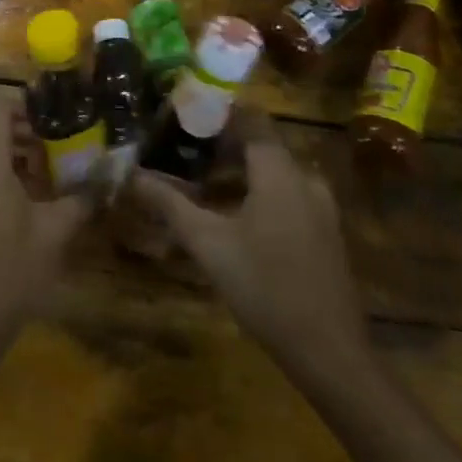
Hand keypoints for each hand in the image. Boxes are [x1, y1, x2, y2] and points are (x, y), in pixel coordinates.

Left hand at [0, 96, 94, 344]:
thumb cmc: (14, 268)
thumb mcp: (56, 231)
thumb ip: (82, 198)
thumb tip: (108, 178)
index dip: (24, 104)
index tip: (55, 112)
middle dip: (22, 129)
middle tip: (57, 140)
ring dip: (13, 152)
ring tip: (48, 170)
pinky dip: (2, 173)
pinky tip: (31, 199)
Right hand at [127, 114, 362, 368]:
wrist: (328, 350)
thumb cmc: (264, 286)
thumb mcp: (208, 244)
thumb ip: (170, 205)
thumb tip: (132, 176)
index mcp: (279, 171)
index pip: (250, 119)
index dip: (218, 110)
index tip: (185, 111)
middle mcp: (305, 178)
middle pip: (262, 144)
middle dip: (223, 142)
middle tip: (184, 148)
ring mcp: (321, 206)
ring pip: (275, 171)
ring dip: (240, 169)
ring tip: (202, 179)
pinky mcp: (325, 231)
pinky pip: (288, 193)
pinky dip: (259, 190)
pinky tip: (235, 213)